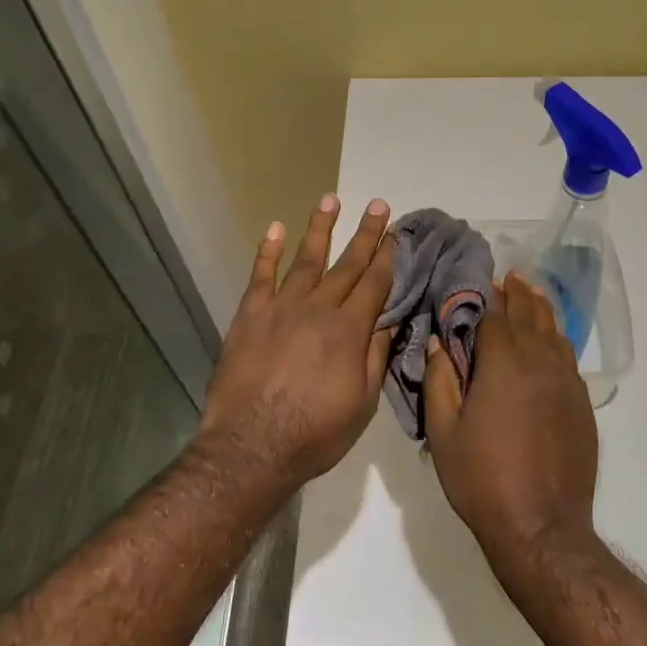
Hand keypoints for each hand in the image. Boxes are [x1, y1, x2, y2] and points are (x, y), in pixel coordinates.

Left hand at [200, 195, 395, 485]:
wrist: (252, 446)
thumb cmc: (316, 432)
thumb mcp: (362, 402)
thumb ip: (376, 355)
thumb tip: (391, 318)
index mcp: (350, 330)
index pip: (375, 283)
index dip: (388, 257)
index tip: (396, 234)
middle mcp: (319, 308)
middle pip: (347, 264)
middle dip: (365, 234)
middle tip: (378, 204)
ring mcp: (282, 307)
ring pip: (306, 259)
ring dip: (320, 228)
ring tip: (330, 199)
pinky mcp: (250, 314)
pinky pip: (261, 275)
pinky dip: (268, 250)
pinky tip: (275, 228)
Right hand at [422, 272, 599, 561]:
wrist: (541, 526)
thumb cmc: (482, 479)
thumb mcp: (443, 432)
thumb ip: (440, 381)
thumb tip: (439, 342)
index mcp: (503, 364)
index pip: (495, 315)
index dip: (486, 295)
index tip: (479, 279)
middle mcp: (540, 363)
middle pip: (530, 315)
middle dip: (518, 293)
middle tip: (509, 277)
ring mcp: (566, 383)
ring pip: (555, 333)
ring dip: (541, 310)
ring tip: (532, 294)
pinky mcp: (581, 404)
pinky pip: (568, 358)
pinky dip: (556, 340)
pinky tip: (551, 340)